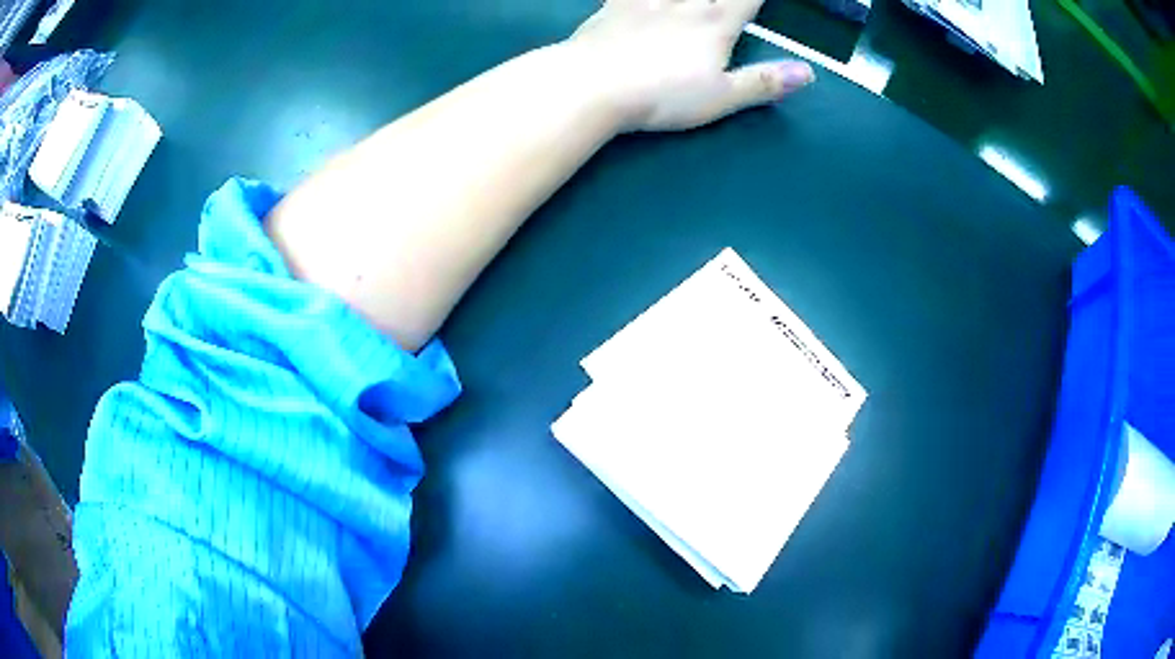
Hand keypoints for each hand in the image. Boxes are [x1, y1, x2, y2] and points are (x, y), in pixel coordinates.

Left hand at [566, 0, 814, 131]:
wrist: (593, 85)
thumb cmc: (661, 95)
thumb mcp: (721, 97)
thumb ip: (764, 82)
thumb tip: (807, 72)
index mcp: (715, 24)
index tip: (760, 0)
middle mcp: (684, 4)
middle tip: (724, 0)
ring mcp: (647, 1)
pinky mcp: (613, 6)